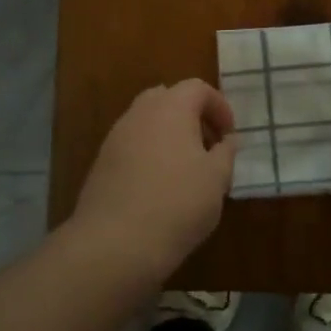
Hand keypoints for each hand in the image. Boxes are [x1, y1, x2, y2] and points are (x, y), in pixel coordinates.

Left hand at [67, 80, 237, 284]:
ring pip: (147, 123)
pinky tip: (161, 187)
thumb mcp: (216, 179)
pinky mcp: (102, 163)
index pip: (197, 88)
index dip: (219, 107)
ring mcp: (115, 137)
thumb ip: (225, 153)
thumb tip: (228, 140)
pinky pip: (132, 146)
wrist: (115, 242)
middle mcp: (139, 114)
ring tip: (187, 170)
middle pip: (167, 99)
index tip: (229, 136)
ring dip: (169, 136)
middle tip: (207, 147)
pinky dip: (150, 154)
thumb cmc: (177, 203)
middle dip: (191, 117)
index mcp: (170, 108)